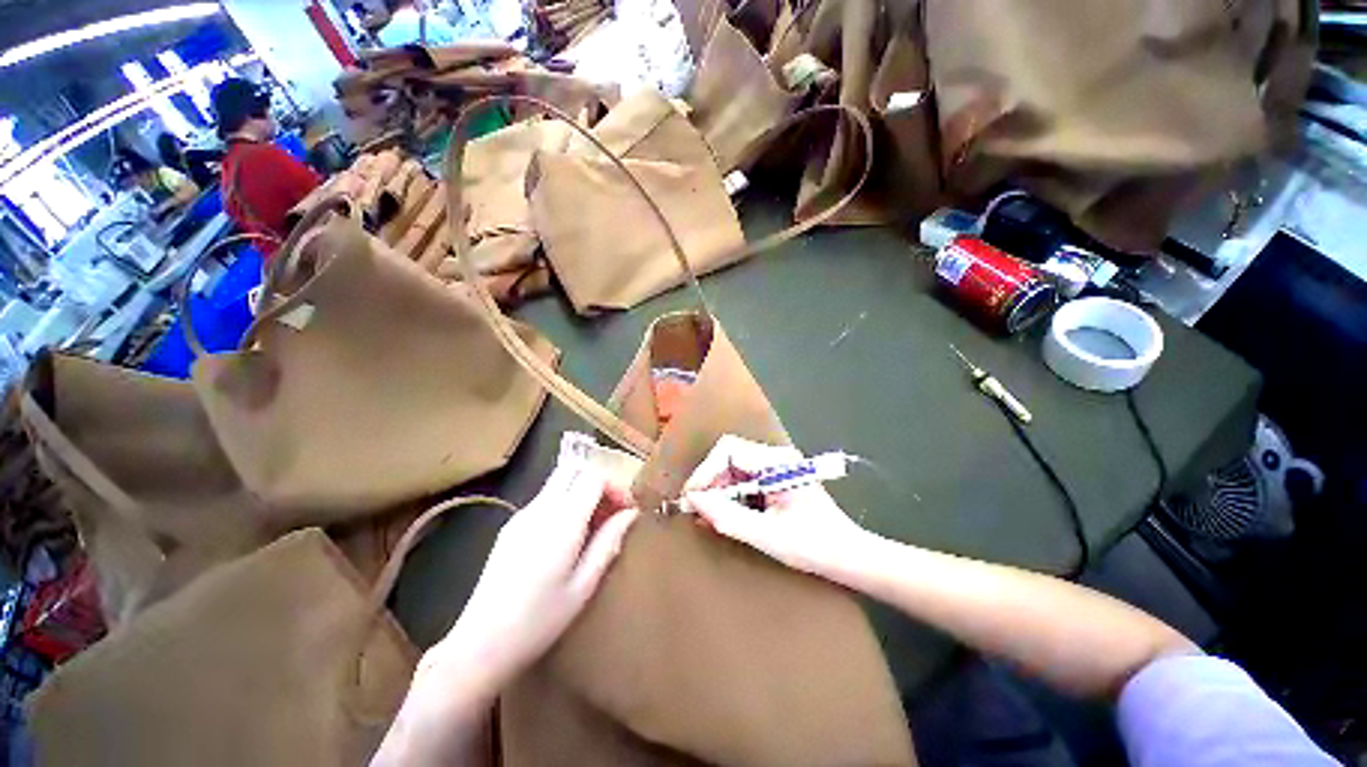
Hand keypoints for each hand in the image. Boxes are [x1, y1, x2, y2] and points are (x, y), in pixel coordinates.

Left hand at [431, 456, 638, 694]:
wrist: (479, 645)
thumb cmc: (539, 621)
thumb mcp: (583, 586)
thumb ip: (608, 543)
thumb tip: (630, 514)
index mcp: (562, 522)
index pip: (593, 477)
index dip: (615, 487)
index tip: (626, 510)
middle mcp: (540, 509)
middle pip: (574, 469)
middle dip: (598, 482)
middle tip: (611, 510)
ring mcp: (522, 515)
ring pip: (559, 481)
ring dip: (581, 491)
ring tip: (593, 525)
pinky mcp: (510, 526)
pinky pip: (545, 498)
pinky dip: (565, 502)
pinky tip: (567, 537)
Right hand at [682, 435, 869, 578]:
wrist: (849, 556)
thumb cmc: (813, 546)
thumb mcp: (766, 535)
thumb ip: (727, 517)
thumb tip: (693, 501)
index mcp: (777, 463)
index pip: (728, 450)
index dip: (705, 471)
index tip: (691, 498)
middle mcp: (775, 457)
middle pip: (729, 456)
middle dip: (709, 481)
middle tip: (695, 509)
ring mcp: (776, 467)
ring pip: (733, 467)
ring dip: (717, 489)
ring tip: (707, 515)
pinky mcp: (776, 479)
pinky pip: (743, 478)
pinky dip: (729, 495)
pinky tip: (725, 514)